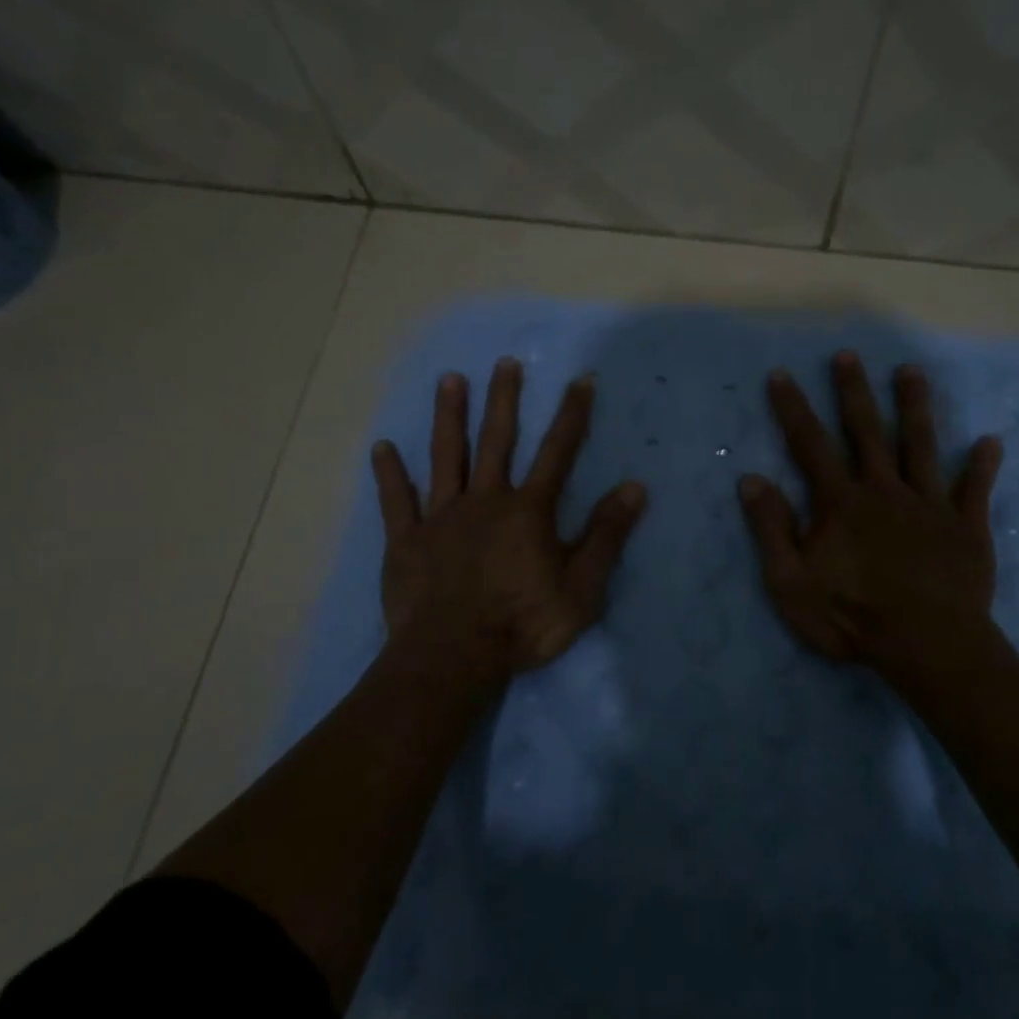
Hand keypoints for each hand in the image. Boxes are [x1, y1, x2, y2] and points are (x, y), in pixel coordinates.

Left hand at [370, 358, 646, 681]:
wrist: (454, 656)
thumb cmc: (524, 623)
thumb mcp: (582, 586)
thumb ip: (607, 534)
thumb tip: (636, 487)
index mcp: (528, 511)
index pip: (558, 452)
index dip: (572, 415)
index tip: (580, 379)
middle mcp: (485, 501)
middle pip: (497, 441)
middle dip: (504, 400)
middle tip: (505, 362)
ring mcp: (441, 517)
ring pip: (446, 457)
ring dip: (449, 417)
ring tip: (450, 380)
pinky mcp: (407, 540)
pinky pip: (396, 501)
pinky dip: (389, 474)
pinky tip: (382, 447)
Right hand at [738, 351, 1004, 694]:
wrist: (928, 647)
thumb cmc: (851, 618)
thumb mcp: (790, 582)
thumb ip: (771, 528)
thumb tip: (750, 479)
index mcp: (841, 502)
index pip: (810, 444)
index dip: (793, 408)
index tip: (781, 374)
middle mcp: (884, 490)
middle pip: (867, 431)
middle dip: (853, 391)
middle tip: (848, 355)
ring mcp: (929, 505)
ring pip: (921, 445)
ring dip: (915, 407)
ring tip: (911, 372)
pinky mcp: (966, 527)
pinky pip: (975, 490)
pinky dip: (982, 465)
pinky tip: (990, 441)